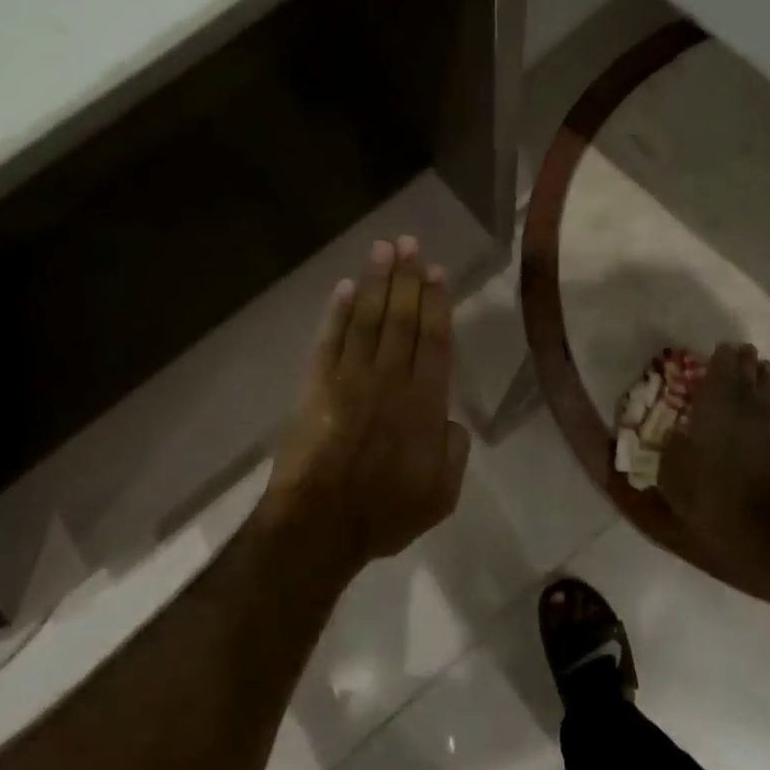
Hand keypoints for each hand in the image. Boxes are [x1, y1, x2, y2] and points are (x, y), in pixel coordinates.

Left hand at [258, 236, 470, 572]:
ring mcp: (350, 379)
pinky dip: (337, 312)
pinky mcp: (316, 386)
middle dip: (407, 278)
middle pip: (402, 319)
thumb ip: (454, 452)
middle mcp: (390, 380)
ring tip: (384, 249)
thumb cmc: (385, 514)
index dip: (436, 303)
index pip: (435, 340)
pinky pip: (329, 340)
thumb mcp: (442, 495)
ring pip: (367, 320)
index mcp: (425, 404)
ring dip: (376, 282)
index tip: (437, 272)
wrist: (320, 526)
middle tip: (410, 243)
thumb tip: (449, 421)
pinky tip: (345, 288)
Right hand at [660, 342, 769, 600]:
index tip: (721, 348)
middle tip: (742, 351)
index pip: (722, 370)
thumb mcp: (672, 477)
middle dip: (744, 362)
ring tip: (759, 368)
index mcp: (716, 407)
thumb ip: (672, 449)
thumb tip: (676, 434)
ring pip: (768, 391)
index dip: (721, 358)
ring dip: (762, 378)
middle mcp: (747, 408)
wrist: (768, 531)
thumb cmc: (711, 499)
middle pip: (749, 375)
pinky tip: (769, 408)